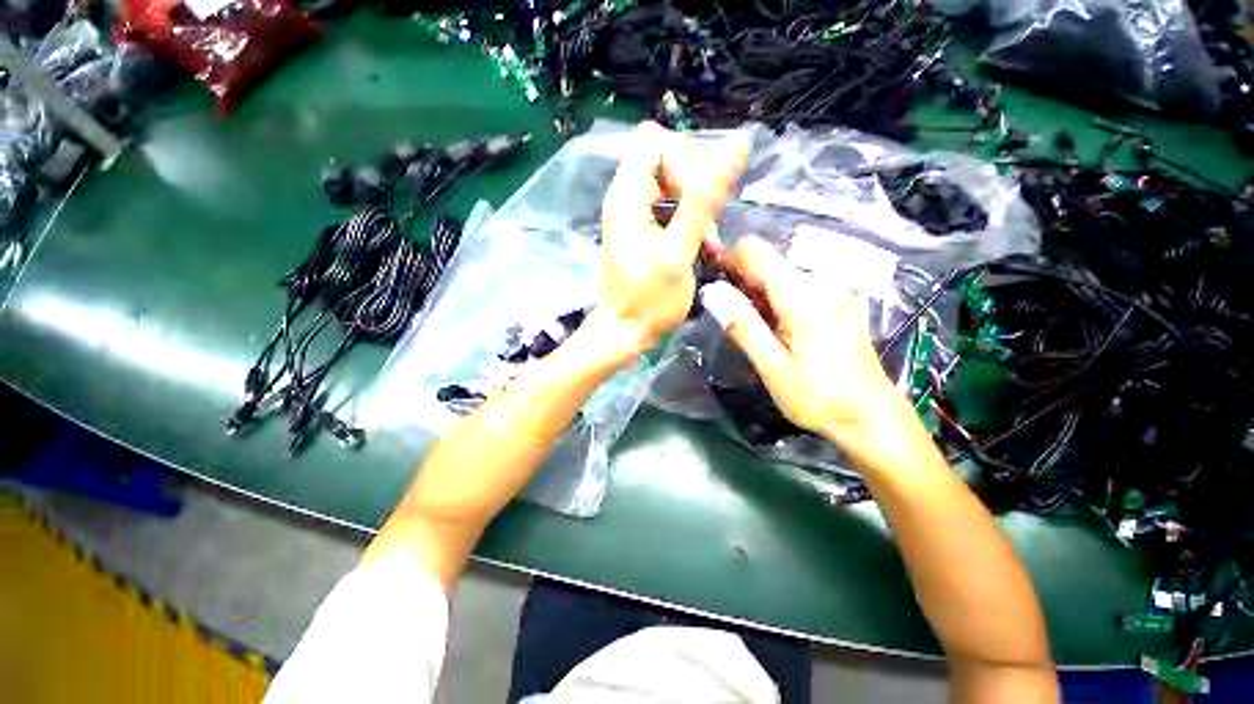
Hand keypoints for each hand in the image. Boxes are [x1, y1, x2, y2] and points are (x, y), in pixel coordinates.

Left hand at [592, 122, 747, 363]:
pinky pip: (670, 211)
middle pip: (667, 162)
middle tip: (711, 223)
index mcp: (628, 195)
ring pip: (673, 188)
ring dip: (698, 211)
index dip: (687, 157)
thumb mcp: (679, 250)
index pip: (657, 141)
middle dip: (697, 187)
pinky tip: (702, 248)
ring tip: (710, 245)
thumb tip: (736, 144)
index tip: (705, 193)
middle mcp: (626, 198)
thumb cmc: (650, 300)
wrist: (624, 333)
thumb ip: (705, 198)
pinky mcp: (642, 232)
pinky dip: (689, 224)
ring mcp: (633, 216)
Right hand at [705, 236, 898, 444]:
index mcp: (801, 295)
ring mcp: (832, 291)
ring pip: (780, 275)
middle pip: (767, 262)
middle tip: (735, 321)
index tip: (718, 289)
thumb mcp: (773, 368)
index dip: (728, 261)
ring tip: (759, 332)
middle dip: (742, 283)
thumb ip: (743, 327)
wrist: (872, 417)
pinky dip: (777, 301)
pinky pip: (796, 287)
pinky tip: (780, 331)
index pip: (754, 250)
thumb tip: (711, 293)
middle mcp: (819, 282)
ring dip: (758, 295)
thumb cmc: (818, 397)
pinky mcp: (837, 302)